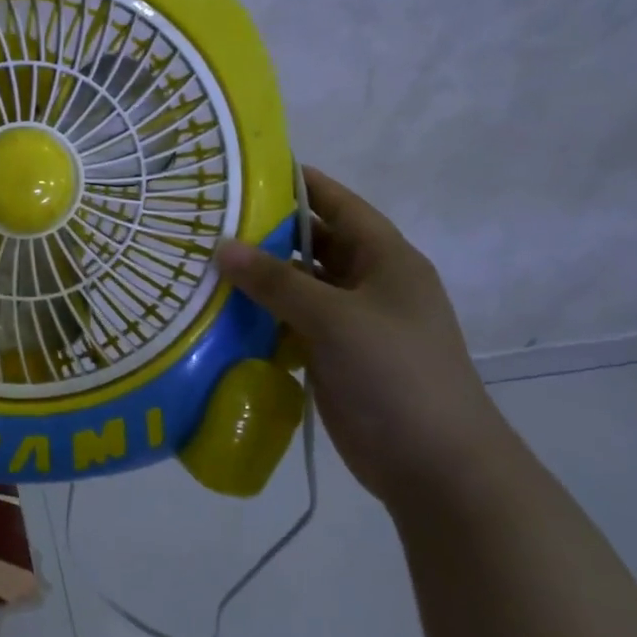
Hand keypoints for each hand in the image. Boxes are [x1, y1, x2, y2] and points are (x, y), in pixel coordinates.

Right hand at [216, 166, 515, 514]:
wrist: (436, 467)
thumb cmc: (397, 375)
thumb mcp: (336, 318)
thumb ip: (277, 281)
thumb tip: (221, 246)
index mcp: (386, 259)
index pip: (337, 204)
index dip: (297, 182)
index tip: (245, 169)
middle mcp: (367, 283)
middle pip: (311, 243)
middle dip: (264, 231)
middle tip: (207, 218)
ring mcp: (349, 321)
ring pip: (296, 284)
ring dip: (257, 276)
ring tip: (201, 259)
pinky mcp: (331, 354)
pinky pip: (288, 321)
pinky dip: (259, 314)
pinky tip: (218, 309)